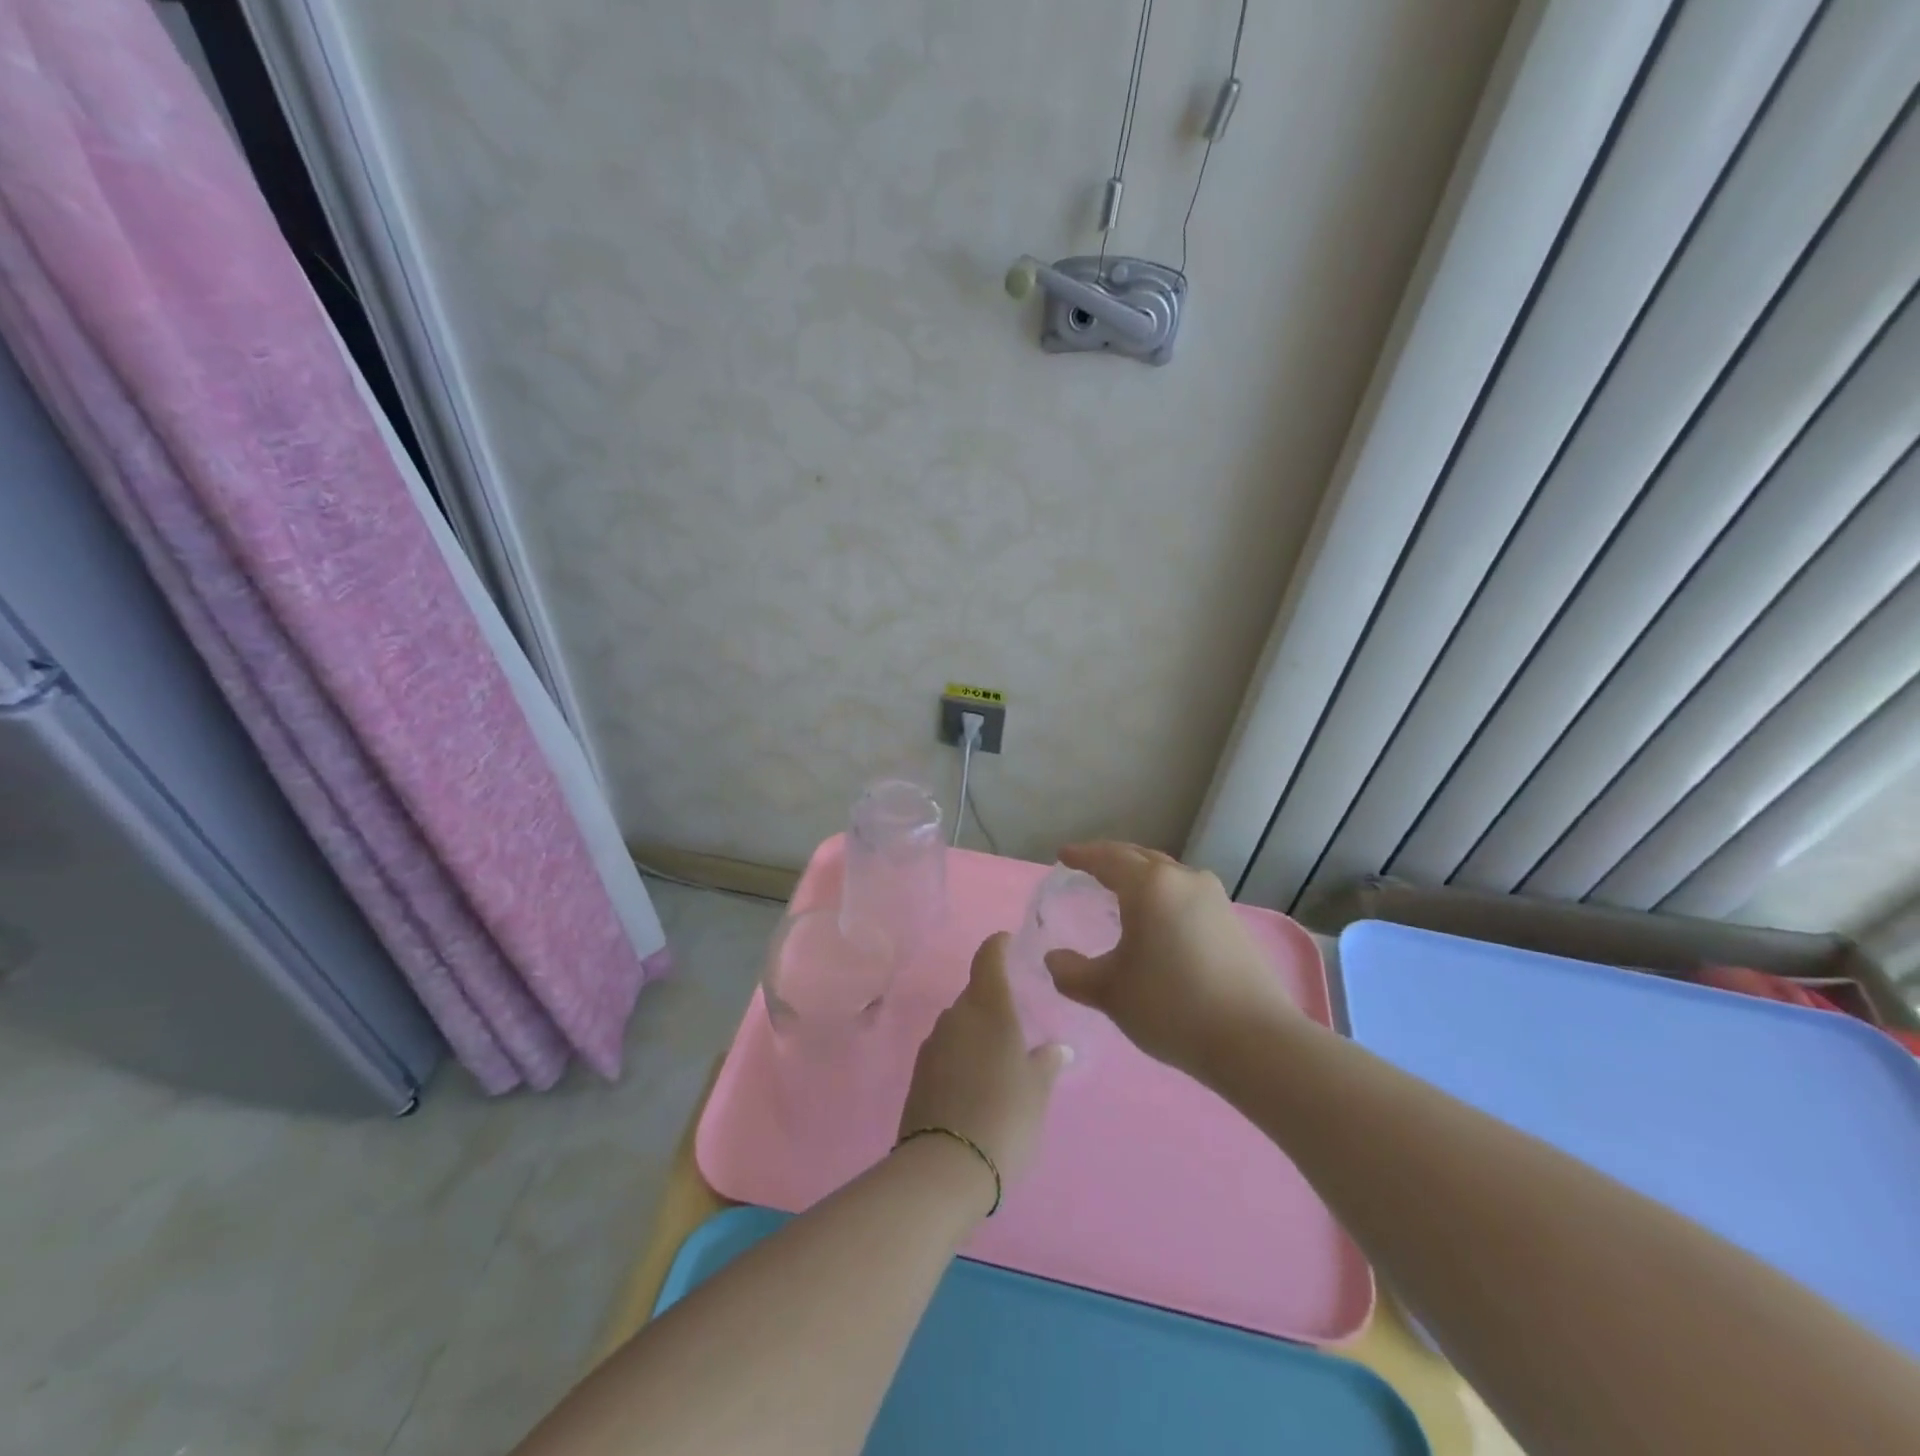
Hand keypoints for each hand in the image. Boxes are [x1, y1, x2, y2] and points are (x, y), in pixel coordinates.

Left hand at [898, 932, 1069, 1199]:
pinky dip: (961, 1055)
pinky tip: (976, 1082)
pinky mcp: (919, 1073)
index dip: (998, 946)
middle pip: (974, 994)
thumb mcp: (1037, 1091)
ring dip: (977, 1031)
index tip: (1008, 942)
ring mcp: (933, 1044)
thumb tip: (1055, 1048)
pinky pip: (946, 1050)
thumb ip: (1046, 1063)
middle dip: (993, 1000)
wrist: (946, 1167)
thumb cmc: (1005, 1117)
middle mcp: (956, 1016)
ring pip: (959, 1023)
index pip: (988, 959)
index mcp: (988, 1009)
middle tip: (1018, 1020)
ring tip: (999, 1057)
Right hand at [1044, 841, 1293, 1077]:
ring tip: (1121, 890)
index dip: (1082, 856)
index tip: (1063, 856)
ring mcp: (1213, 898)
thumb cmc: (1171, 1006)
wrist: (1254, 1040)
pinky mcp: (1231, 920)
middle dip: (1111, 859)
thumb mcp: (1110, 992)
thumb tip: (1054, 959)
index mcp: (1149, 885)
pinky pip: (1185, 893)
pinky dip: (1162, 894)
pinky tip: (1158, 918)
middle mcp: (1183, 879)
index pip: (1107, 858)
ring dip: (1140, 875)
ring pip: (1166, 874)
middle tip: (1088, 867)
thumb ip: (1072, 973)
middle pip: (1139, 857)